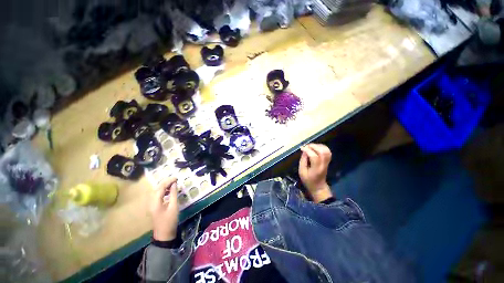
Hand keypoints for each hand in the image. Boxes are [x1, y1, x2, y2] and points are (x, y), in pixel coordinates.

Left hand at [150, 177, 178, 240]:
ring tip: (174, 184)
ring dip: (165, 186)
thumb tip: (174, 184)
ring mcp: (151, 204)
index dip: (168, 181)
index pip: (160, 187)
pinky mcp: (154, 206)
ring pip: (157, 191)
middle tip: (176, 180)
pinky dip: (163, 191)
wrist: (164, 234)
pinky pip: (157, 195)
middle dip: (166, 182)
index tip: (176, 178)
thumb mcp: (174, 206)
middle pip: (157, 188)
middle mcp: (151, 202)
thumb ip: (173, 194)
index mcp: (155, 202)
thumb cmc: (170, 220)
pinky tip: (169, 191)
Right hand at [299, 144, 332, 202]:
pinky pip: (327, 151)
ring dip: (318, 146)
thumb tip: (304, 151)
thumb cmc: (308, 180)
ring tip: (311, 146)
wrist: (318, 186)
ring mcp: (327, 162)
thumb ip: (302, 161)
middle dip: (314, 146)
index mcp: (316, 168)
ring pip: (326, 151)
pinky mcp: (327, 161)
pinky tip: (316, 148)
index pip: (314, 157)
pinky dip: (322, 147)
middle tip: (306, 146)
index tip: (301, 148)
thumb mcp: (301, 172)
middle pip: (322, 152)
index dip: (308, 150)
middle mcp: (323, 164)